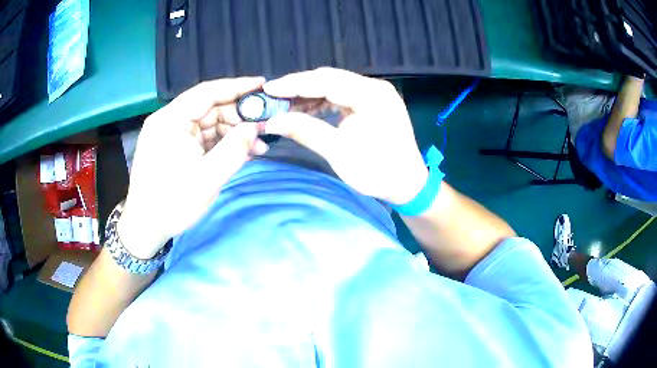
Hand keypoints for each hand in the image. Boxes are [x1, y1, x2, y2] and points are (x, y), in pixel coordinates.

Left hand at [118, 78, 267, 258]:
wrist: (146, 228)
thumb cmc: (171, 203)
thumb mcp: (207, 178)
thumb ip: (235, 149)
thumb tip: (256, 127)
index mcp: (170, 120)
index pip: (207, 92)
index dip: (237, 86)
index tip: (264, 85)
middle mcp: (170, 121)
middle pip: (210, 108)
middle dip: (239, 116)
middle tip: (266, 125)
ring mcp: (173, 134)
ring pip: (210, 123)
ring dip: (234, 132)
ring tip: (259, 145)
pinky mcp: (177, 147)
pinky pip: (204, 138)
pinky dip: (223, 143)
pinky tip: (243, 152)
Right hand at [263, 67, 427, 204]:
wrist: (407, 183)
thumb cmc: (378, 171)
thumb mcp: (339, 153)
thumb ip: (305, 131)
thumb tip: (272, 121)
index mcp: (371, 95)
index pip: (326, 81)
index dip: (294, 84)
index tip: (268, 88)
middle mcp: (375, 87)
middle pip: (330, 78)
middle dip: (299, 87)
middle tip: (272, 97)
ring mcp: (375, 93)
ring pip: (334, 85)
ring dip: (309, 94)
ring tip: (285, 105)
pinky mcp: (373, 102)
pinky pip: (343, 94)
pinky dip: (323, 101)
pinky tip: (306, 109)